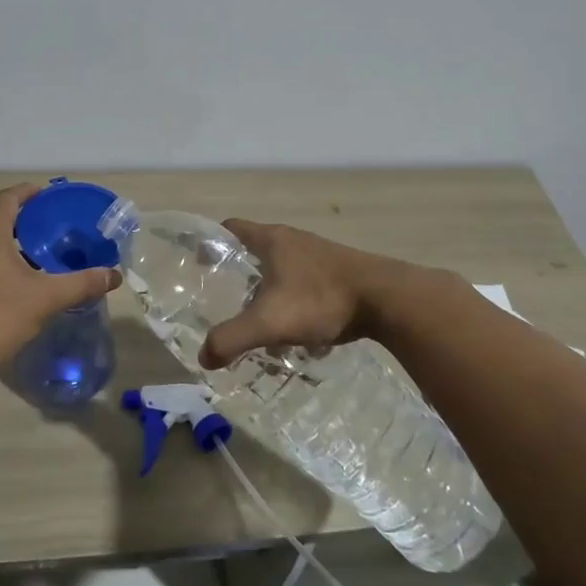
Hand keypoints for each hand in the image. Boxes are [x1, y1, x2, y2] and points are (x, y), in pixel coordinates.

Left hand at [0, 184, 119, 385]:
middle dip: (21, 223)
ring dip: (4, 246)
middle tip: (48, 233)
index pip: (8, 198)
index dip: (29, 192)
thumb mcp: (45, 299)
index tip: (48, 196)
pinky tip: (4, 289)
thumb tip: (114, 275)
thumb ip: (81, 284)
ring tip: (31, 261)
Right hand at [199, 219, 395, 367]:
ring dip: (269, 289)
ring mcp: (319, 254)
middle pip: (256, 249)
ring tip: (260, 320)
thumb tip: (204, 358)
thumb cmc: (320, 300)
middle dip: (240, 273)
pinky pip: (306, 282)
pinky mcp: (340, 271)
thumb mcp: (269, 322)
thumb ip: (232, 339)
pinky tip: (298, 329)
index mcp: (271, 240)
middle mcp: (293, 240)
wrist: (386, 299)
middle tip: (226, 299)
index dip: (212, 242)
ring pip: (283, 268)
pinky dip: (294, 300)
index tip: (199, 262)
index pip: (231, 228)